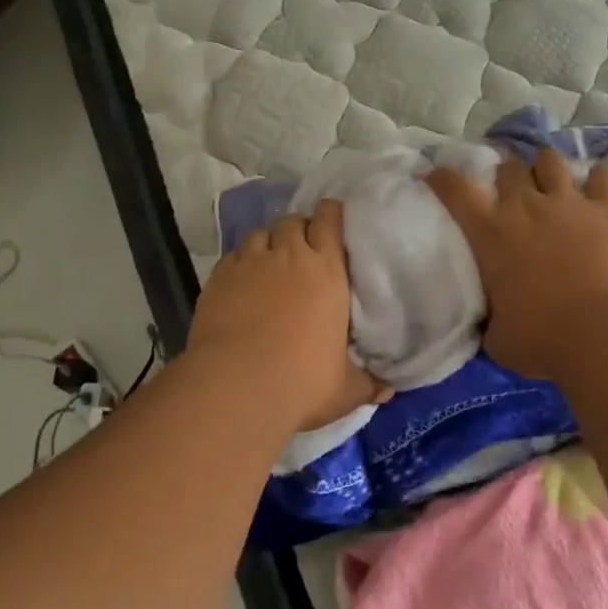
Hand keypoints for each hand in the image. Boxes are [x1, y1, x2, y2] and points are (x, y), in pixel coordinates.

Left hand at [188, 200, 386, 435]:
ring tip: (271, 261)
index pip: (329, 221)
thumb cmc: (302, 382)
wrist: (237, 388)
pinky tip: (243, 279)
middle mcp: (289, 256)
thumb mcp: (345, 389)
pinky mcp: (219, 277)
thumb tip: (388, 392)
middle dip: (299, 229)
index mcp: (327, 271)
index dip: (331, 216)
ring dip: (269, 242)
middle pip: (293, 221)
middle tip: (303, 249)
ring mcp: (250, 263)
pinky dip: (242, 260)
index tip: (333, 224)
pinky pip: (234, 254)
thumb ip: (368, 384)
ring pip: (261, 232)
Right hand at [427, 149, 607, 380]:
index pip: (456, 190)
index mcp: (490, 233)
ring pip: (551, 161)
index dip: (442, 178)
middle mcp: (526, 207)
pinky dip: (599, 181)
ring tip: (552, 185)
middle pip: (509, 168)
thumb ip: (490, 320)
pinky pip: (604, 176)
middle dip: (506, 178)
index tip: (436, 177)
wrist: (601, 335)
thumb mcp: (497, 337)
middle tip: (512, 197)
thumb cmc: (541, 339)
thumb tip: (491, 322)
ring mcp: (570, 203)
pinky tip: (598, 193)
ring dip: (547, 170)